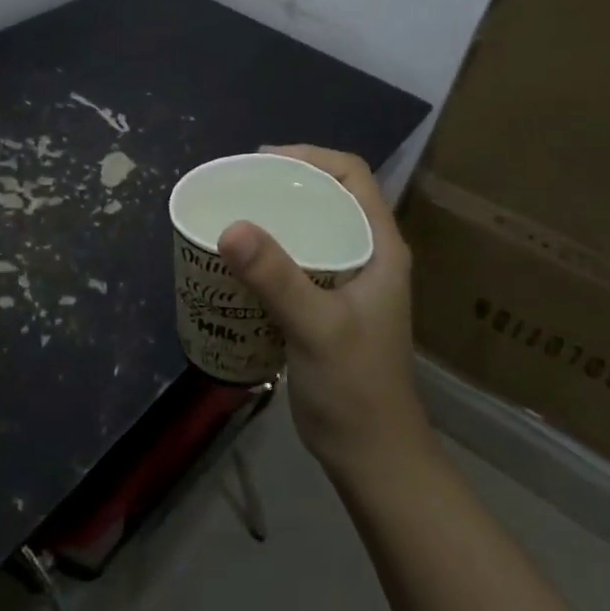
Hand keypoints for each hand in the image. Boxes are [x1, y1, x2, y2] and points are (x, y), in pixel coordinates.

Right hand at [218, 146, 429, 483]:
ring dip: (274, 218)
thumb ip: (277, 278)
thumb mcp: (317, 327)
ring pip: (310, 229)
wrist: (370, 454)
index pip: (352, 175)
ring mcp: (346, 282)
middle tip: (236, 186)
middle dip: (283, 183)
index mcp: (379, 247)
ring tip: (231, 214)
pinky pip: (295, 261)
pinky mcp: (325, 306)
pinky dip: (267, 252)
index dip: (309, 156)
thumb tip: (230, 226)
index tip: (260, 161)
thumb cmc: (356, 387)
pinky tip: (237, 261)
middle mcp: (366, 255)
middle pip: (327, 196)